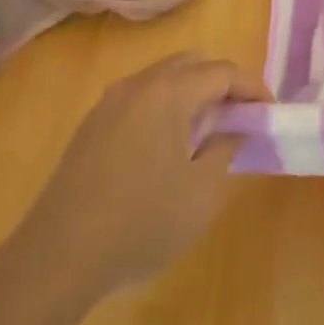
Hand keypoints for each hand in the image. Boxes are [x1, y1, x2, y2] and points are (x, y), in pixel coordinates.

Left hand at [9, 54, 270, 313]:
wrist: (54, 260)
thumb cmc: (139, 224)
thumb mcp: (201, 193)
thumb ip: (225, 149)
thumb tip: (233, 128)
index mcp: (169, 92)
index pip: (222, 72)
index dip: (252, 87)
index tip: (269, 110)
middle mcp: (138, 85)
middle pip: (191, 64)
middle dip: (221, 83)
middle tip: (240, 116)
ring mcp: (109, 103)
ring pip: (163, 78)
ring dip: (191, 94)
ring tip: (207, 131)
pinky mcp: (91, 126)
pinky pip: (140, 98)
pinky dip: (164, 106)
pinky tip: (167, 145)